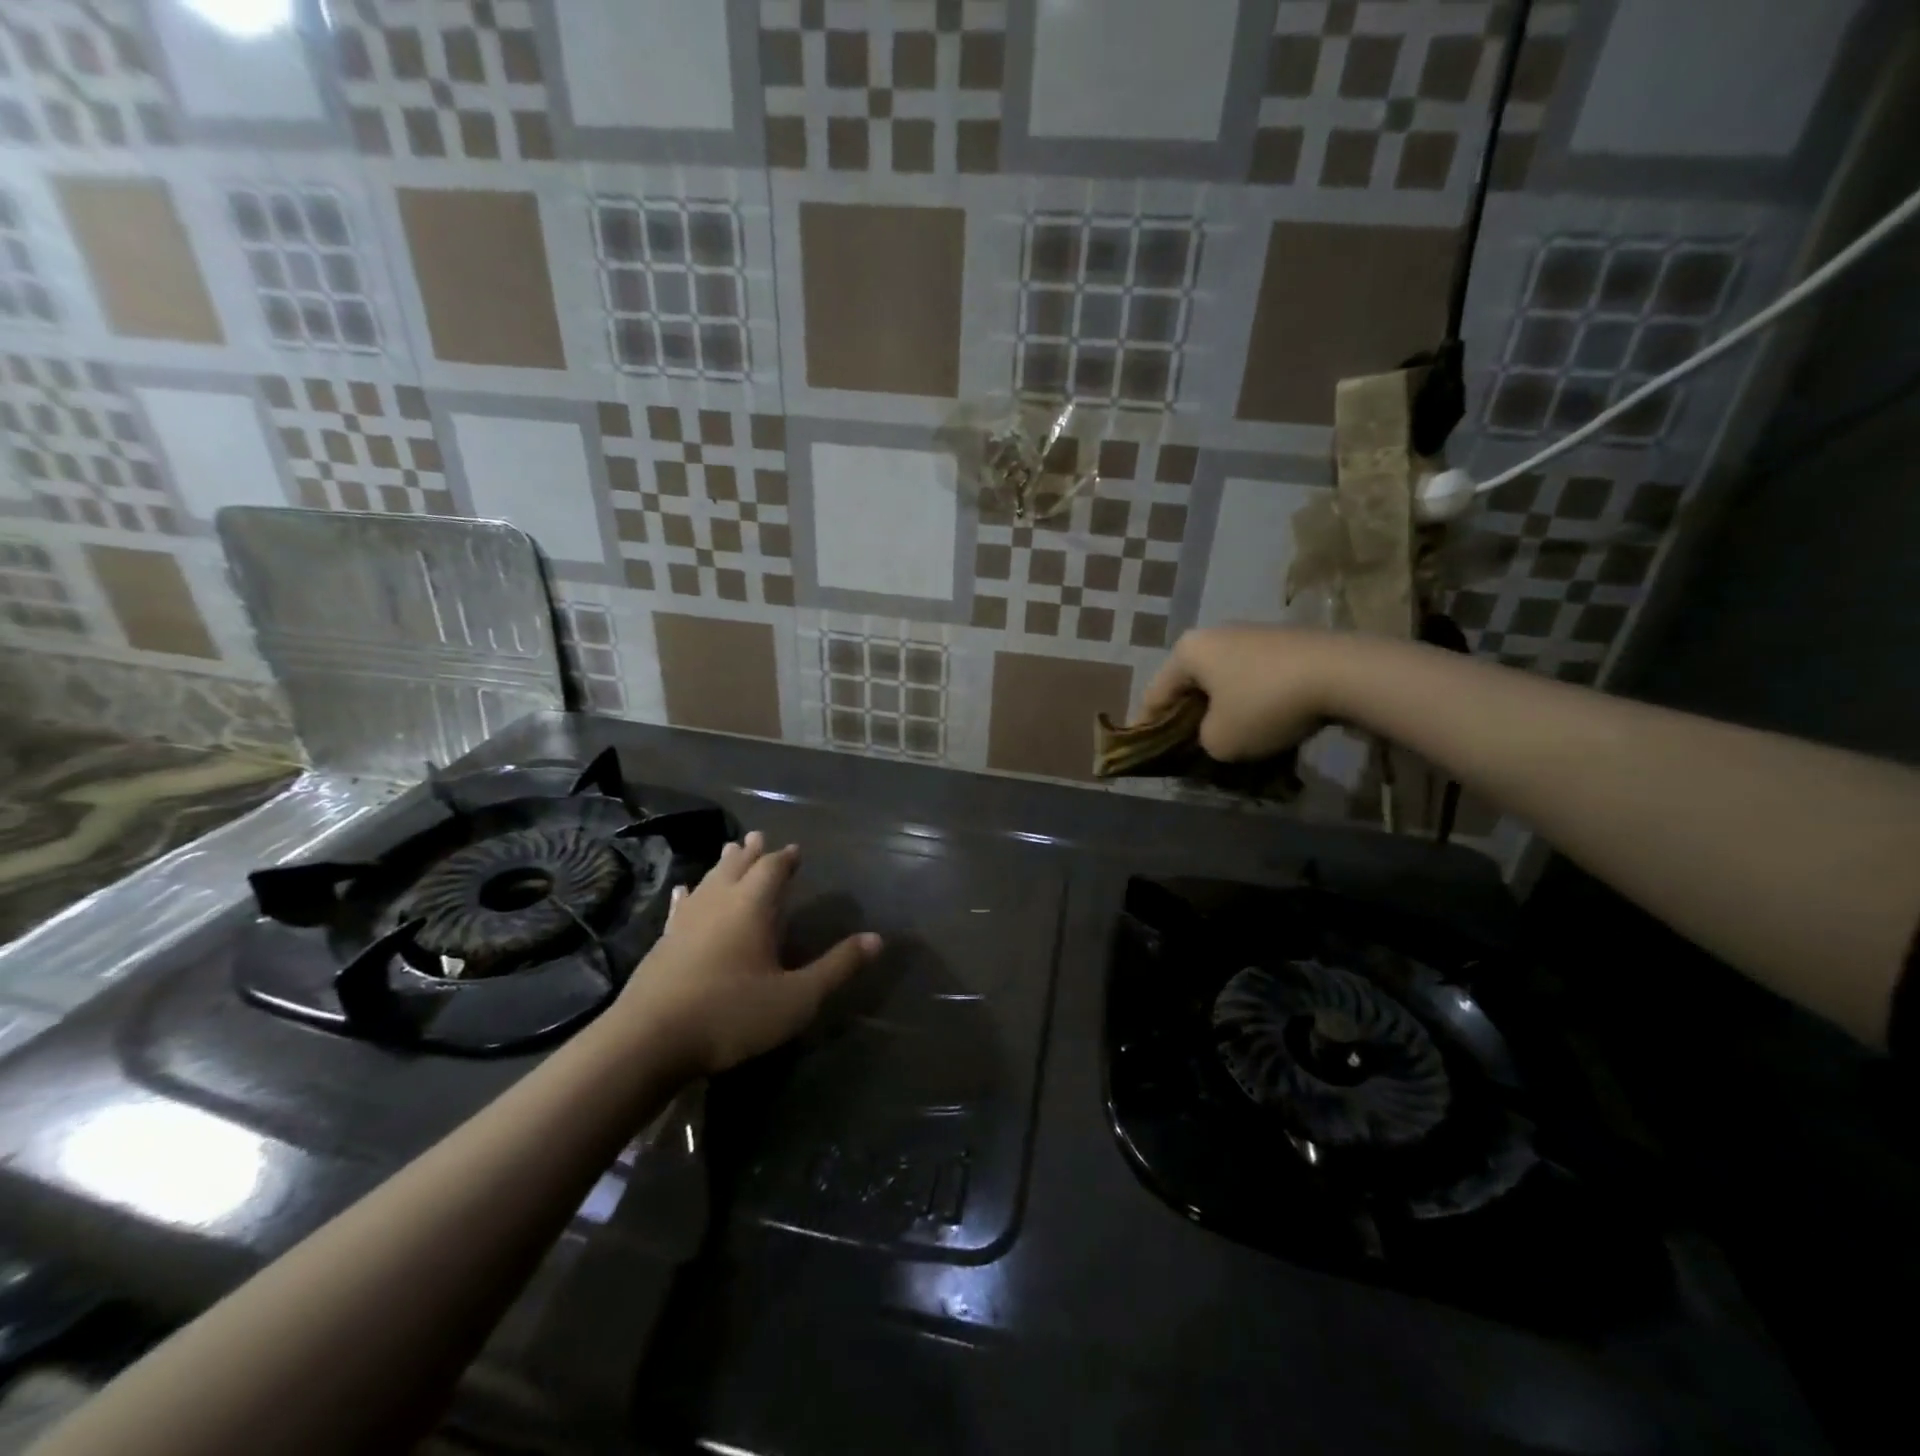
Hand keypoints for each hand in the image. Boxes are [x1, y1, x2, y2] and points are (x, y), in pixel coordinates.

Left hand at [611, 832, 880, 1076]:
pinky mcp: (663, 943)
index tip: (794, 850)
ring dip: (722, 865)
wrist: (649, 1041)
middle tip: (758, 837)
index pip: (772, 869)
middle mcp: (718, 903)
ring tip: (730, 851)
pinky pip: (680, 907)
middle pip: (736, 866)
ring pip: (708, 881)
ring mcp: (685, 921)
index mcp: (752, 907)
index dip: (785, 858)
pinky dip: (688, 895)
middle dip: (751, 853)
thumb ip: (836, 967)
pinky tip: (683, 892)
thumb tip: (877, 939)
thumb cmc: (731, 1014)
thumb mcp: (797, 998)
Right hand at [1139, 626, 1339, 761]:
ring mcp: (1253, 634)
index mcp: (1187, 651)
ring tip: (1232, 739)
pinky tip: (1266, 723)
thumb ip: (1203, 741)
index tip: (1148, 750)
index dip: (1147, 726)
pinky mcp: (1286, 643)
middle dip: (1189, 716)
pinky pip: (1255, 678)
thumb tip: (1216, 732)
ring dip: (1224, 709)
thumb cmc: (1264, 705)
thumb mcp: (1220, 741)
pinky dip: (1253, 700)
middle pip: (1190, 684)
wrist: (1344, 674)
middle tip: (1191, 747)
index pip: (1155, 694)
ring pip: (1224, 680)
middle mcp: (1215, 634)